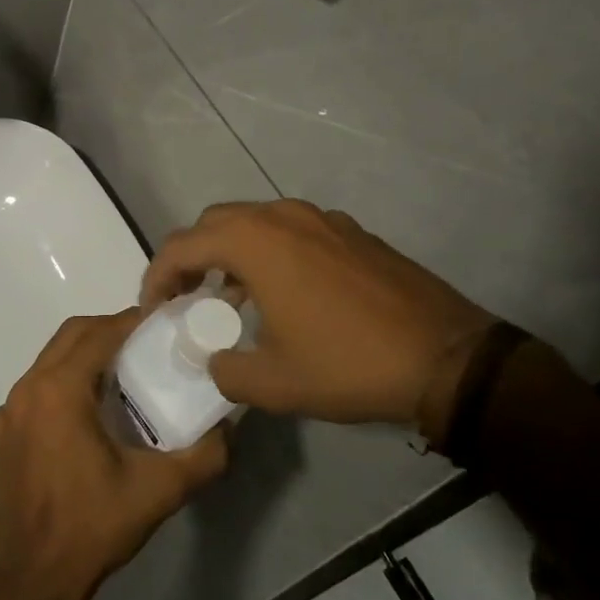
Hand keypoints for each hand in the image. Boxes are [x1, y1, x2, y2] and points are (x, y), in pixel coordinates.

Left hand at [0, 310, 227, 599]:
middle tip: (147, 343)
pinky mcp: (3, 432)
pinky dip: (64, 379)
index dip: (134, 321)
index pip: (100, 333)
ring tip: (124, 371)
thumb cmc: (94, 527)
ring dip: (86, 353)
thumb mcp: (159, 490)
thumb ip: (204, 455)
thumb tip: (230, 428)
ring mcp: (10, 411)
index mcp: (59, 390)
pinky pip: (37, 386)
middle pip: (72, 335)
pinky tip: (90, 410)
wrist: (35, 581)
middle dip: (109, 329)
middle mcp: (28, 389)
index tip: (165, 323)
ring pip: (51, 358)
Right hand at [141, 200, 499, 428]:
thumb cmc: (348, 364)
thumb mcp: (274, 383)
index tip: (154, 308)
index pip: (182, 245)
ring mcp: (321, 219)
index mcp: (256, 242)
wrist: (445, 356)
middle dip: (191, 256)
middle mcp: (283, 216)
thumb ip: (226, 371)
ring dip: (231, 253)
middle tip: (185, 297)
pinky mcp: (350, 232)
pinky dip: (269, 252)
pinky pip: (292, 230)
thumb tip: (214, 362)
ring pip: (255, 222)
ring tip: (229, 298)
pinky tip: (283, 294)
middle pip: (215, 222)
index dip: (157, 275)